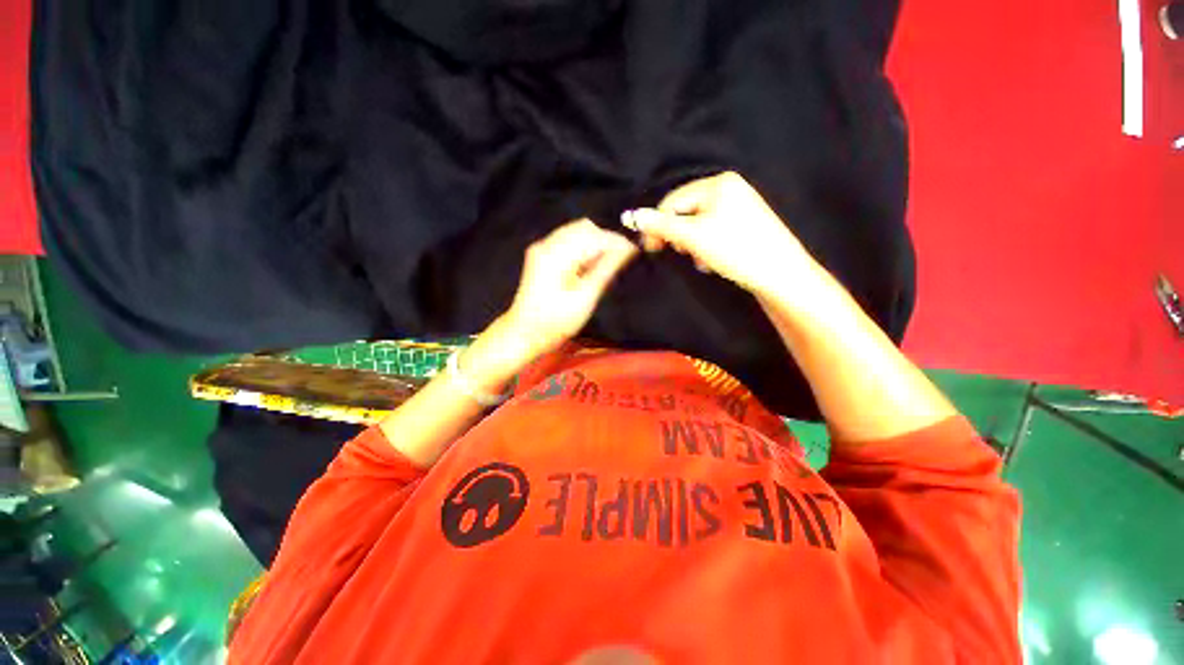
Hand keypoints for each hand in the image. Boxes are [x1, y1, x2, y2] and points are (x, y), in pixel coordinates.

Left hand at [503, 219, 637, 355]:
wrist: (524, 334)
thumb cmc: (556, 321)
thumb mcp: (585, 297)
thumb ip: (606, 269)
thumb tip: (627, 249)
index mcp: (556, 254)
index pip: (594, 235)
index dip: (616, 241)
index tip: (635, 251)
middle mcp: (547, 244)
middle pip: (584, 228)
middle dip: (605, 240)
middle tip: (620, 261)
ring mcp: (542, 249)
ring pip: (576, 233)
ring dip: (594, 245)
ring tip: (606, 266)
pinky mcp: (541, 256)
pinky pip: (568, 242)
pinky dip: (583, 250)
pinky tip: (589, 268)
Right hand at [624, 171, 818, 295]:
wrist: (779, 273)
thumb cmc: (734, 249)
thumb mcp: (693, 237)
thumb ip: (661, 226)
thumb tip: (630, 216)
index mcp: (718, 183)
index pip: (674, 201)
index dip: (658, 225)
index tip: (651, 249)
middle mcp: (730, 187)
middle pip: (687, 211)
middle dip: (680, 235)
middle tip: (682, 254)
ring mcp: (740, 204)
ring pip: (699, 224)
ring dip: (692, 243)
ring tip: (701, 259)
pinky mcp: (746, 223)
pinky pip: (714, 230)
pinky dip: (707, 245)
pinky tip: (713, 260)